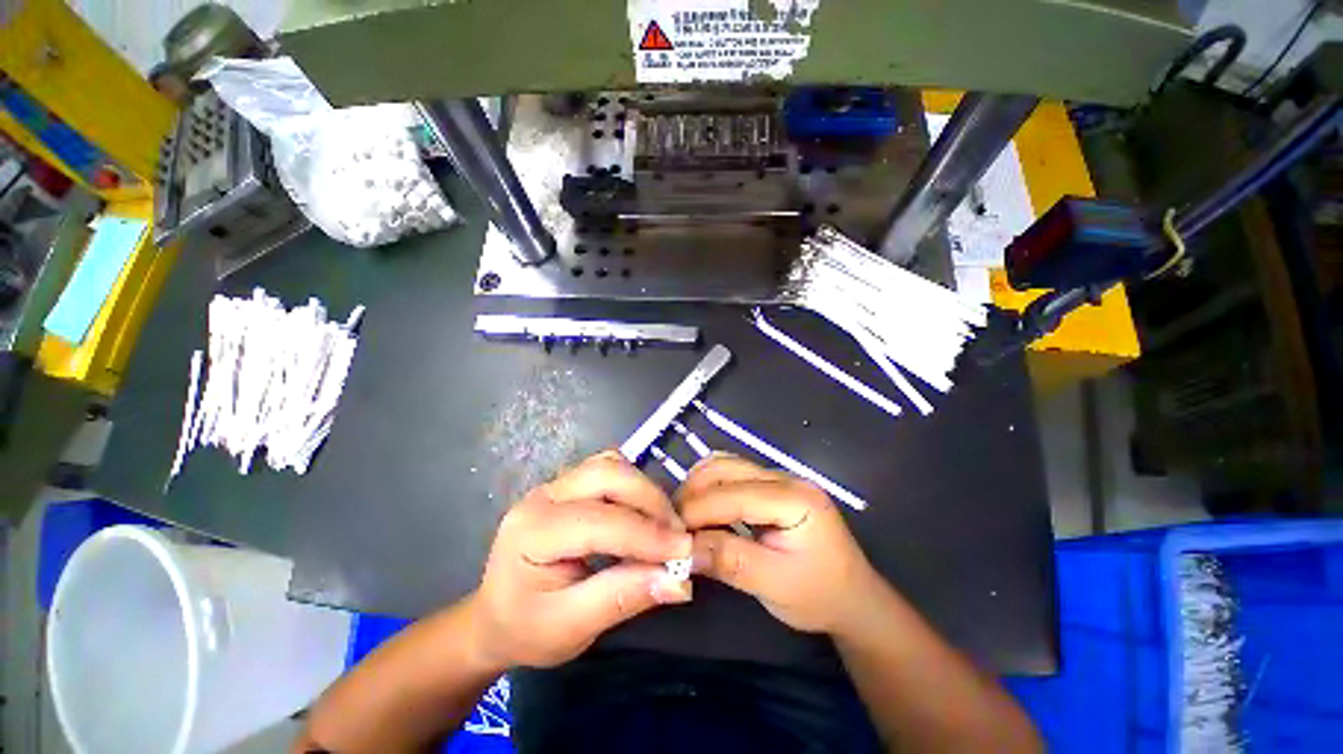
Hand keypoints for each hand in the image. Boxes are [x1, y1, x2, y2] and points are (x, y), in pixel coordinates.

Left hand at [470, 451, 692, 668]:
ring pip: (611, 465)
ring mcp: (555, 484)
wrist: (494, 616)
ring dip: (644, 490)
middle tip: (676, 534)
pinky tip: (642, 511)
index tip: (684, 551)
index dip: (647, 535)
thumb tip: (679, 581)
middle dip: (650, 501)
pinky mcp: (568, 484)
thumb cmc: (526, 629)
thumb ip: (623, 598)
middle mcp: (543, 495)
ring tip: (663, 524)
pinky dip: (633, 485)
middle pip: (607, 475)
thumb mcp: (570, 628)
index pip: (601, 521)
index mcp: (534, 531)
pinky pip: (608, 468)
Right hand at [679, 454, 881, 634]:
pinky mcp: (769, 486)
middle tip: (671, 524)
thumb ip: (729, 560)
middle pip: (726, 468)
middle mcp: (785, 477)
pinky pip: (730, 474)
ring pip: (724, 465)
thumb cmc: (820, 595)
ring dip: (697, 486)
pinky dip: (708, 487)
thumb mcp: (775, 585)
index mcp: (795, 498)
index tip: (668, 533)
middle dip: (693, 493)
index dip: (697, 511)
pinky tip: (699, 509)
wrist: (852, 598)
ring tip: (682, 517)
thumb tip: (682, 548)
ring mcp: (777, 478)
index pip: (733, 494)